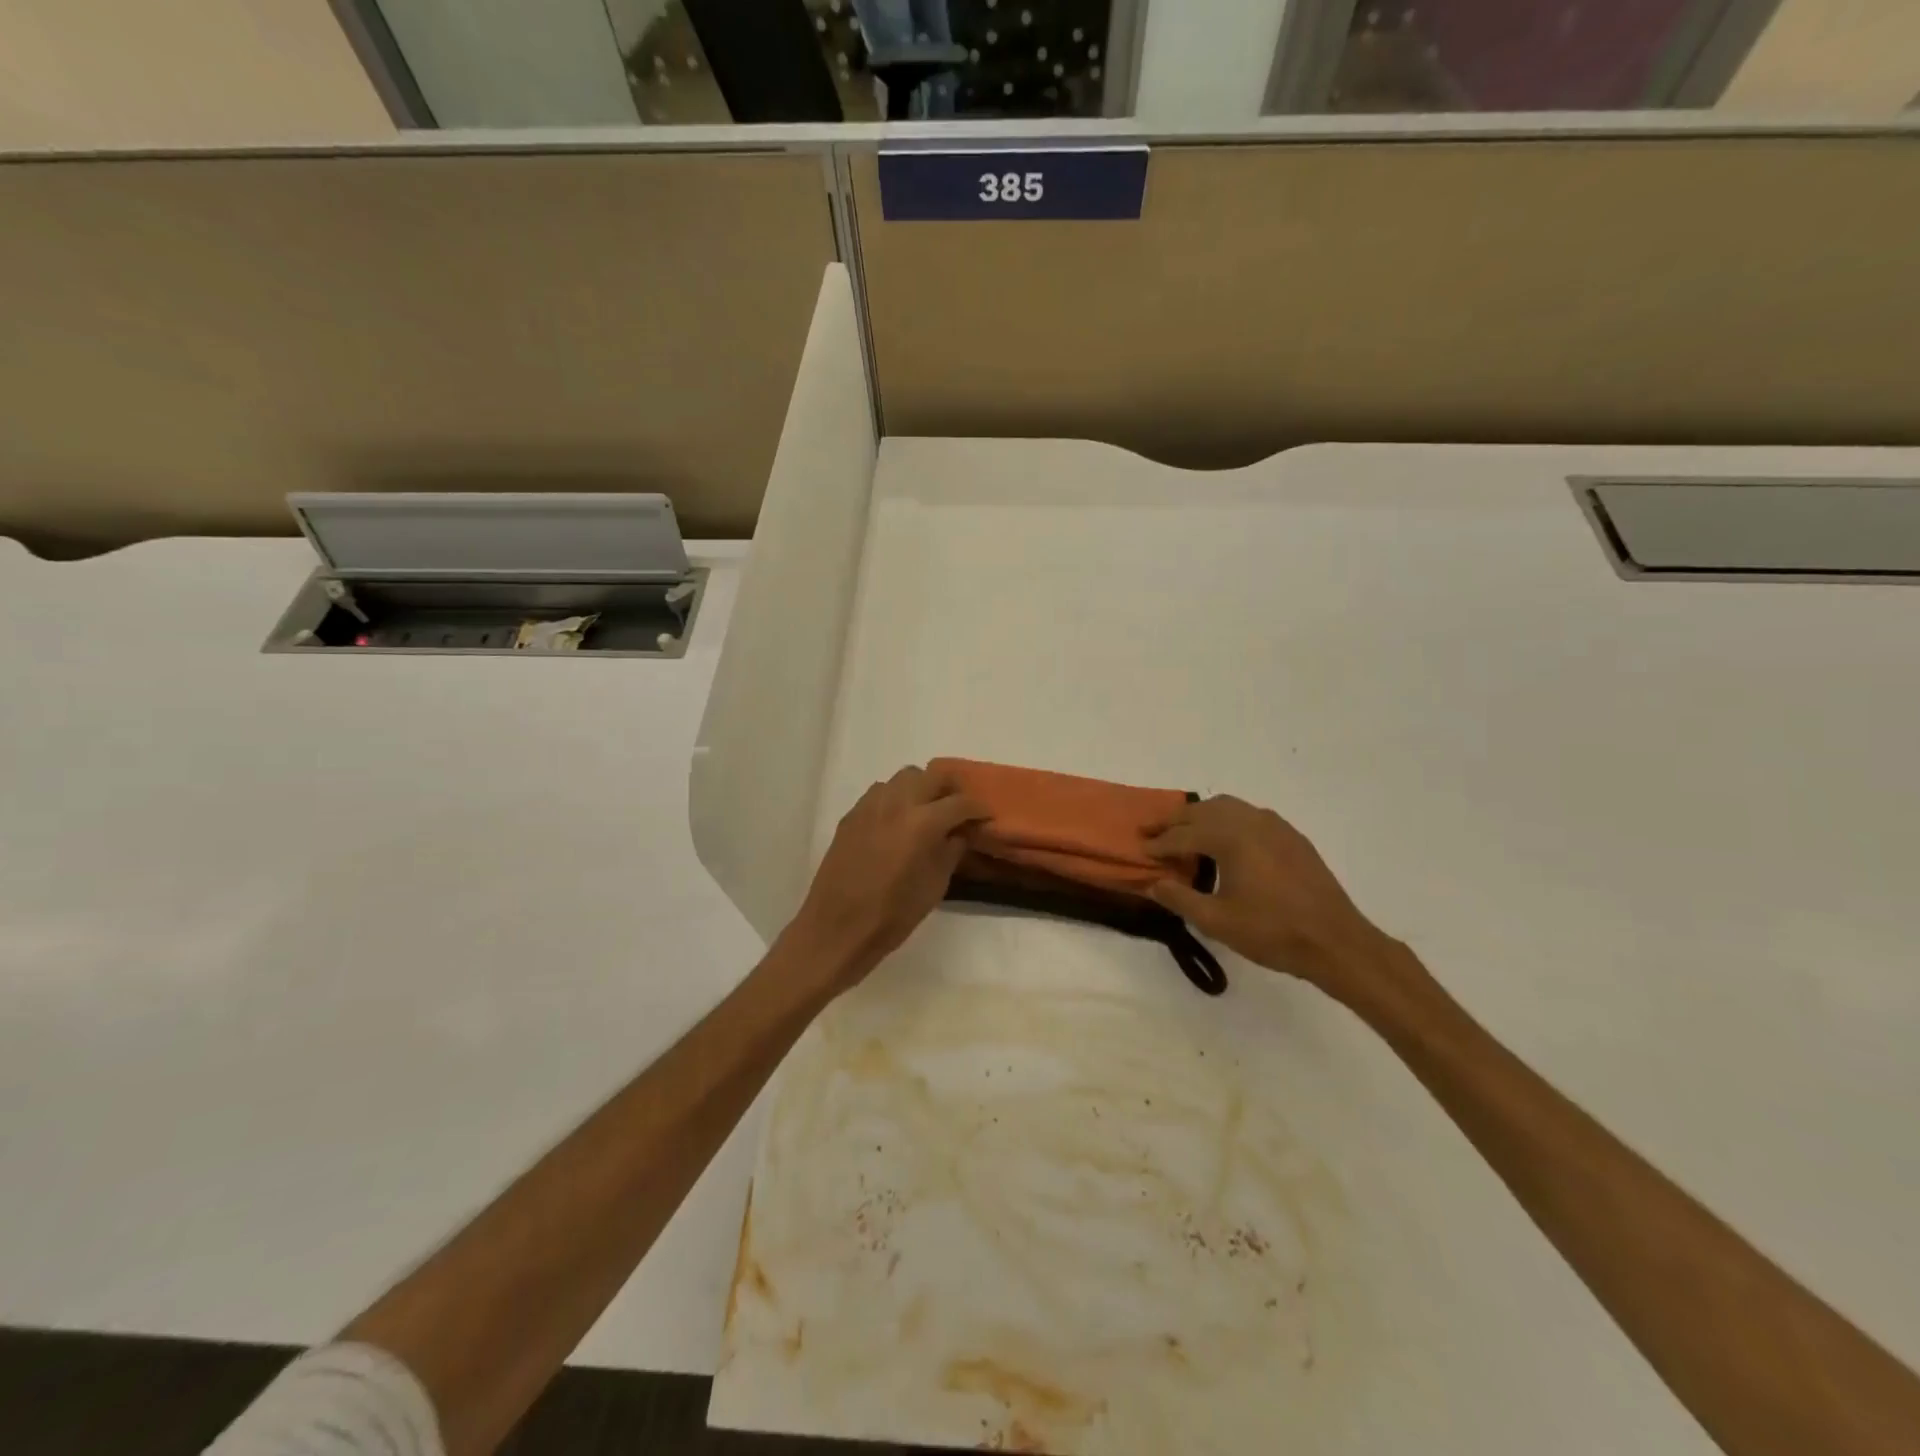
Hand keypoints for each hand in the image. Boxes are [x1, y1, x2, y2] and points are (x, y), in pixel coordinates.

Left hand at [782, 766, 987, 990]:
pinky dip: (896, 798)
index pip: (960, 803)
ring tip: (927, 812)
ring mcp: (870, 806)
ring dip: (921, 788)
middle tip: (958, 809)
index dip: (978, 808)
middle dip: (951, 789)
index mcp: (923, 823)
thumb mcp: (934, 886)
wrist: (837, 928)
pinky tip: (898, 822)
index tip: (986, 816)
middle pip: (932, 775)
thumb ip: (951, 851)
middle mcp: (897, 803)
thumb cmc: (893, 915)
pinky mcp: (851, 815)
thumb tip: (960, 832)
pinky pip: (880, 792)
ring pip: (904, 778)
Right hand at [1146, 796, 1410, 1009]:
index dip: (1159, 843)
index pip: (1183, 835)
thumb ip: (1180, 898)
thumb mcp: (1217, 921)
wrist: (1336, 941)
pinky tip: (1225, 840)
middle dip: (1174, 821)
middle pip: (1202, 811)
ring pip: (1227, 806)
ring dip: (1200, 815)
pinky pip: (1249, 815)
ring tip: (1184, 831)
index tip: (1140, 849)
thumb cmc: (1272, 932)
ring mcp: (1275, 825)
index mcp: (1231, 838)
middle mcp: (1251, 821)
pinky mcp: (1291, 836)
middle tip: (1151, 831)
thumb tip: (1153, 883)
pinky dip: (1227, 820)